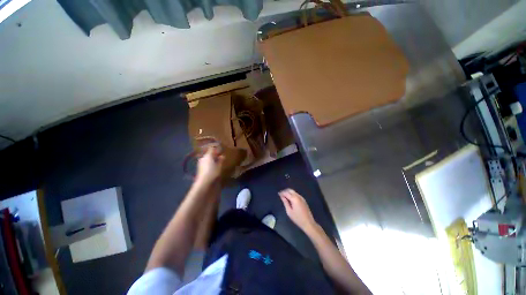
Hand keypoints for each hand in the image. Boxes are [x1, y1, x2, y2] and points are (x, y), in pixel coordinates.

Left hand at [196, 146, 223, 183]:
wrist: (204, 184)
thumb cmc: (213, 173)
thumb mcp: (219, 166)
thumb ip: (220, 160)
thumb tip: (222, 156)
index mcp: (208, 156)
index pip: (211, 149)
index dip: (216, 148)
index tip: (221, 149)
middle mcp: (203, 158)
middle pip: (209, 154)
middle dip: (214, 155)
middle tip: (221, 156)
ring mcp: (201, 164)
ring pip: (207, 159)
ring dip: (212, 160)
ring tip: (219, 161)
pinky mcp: (200, 170)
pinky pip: (206, 164)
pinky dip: (210, 164)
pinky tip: (214, 167)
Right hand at [279, 189, 316, 231]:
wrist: (308, 223)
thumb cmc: (297, 218)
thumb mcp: (289, 211)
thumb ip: (285, 202)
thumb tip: (282, 196)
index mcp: (294, 199)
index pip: (286, 193)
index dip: (282, 193)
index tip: (278, 194)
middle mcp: (298, 196)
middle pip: (290, 190)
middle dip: (285, 191)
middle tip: (281, 195)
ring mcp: (302, 198)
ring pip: (294, 192)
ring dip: (289, 192)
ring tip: (285, 197)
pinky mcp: (303, 200)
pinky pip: (296, 194)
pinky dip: (292, 194)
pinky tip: (290, 199)